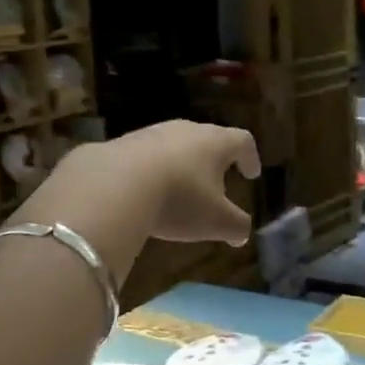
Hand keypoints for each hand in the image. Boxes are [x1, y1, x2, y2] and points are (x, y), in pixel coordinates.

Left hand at [62, 120, 261, 245]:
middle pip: (207, 140)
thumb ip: (236, 227)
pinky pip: (145, 156)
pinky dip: (151, 172)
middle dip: (214, 162)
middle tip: (216, 183)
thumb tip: (242, 234)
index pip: (242, 141)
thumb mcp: (215, 222)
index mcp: (215, 143)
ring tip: (178, 191)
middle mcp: (186, 130)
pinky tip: (144, 194)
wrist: (113, 184)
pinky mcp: (122, 144)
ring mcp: (152, 133)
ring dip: (181, 166)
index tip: (251, 174)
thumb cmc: (178, 199)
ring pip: (175, 146)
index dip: (250, 157)